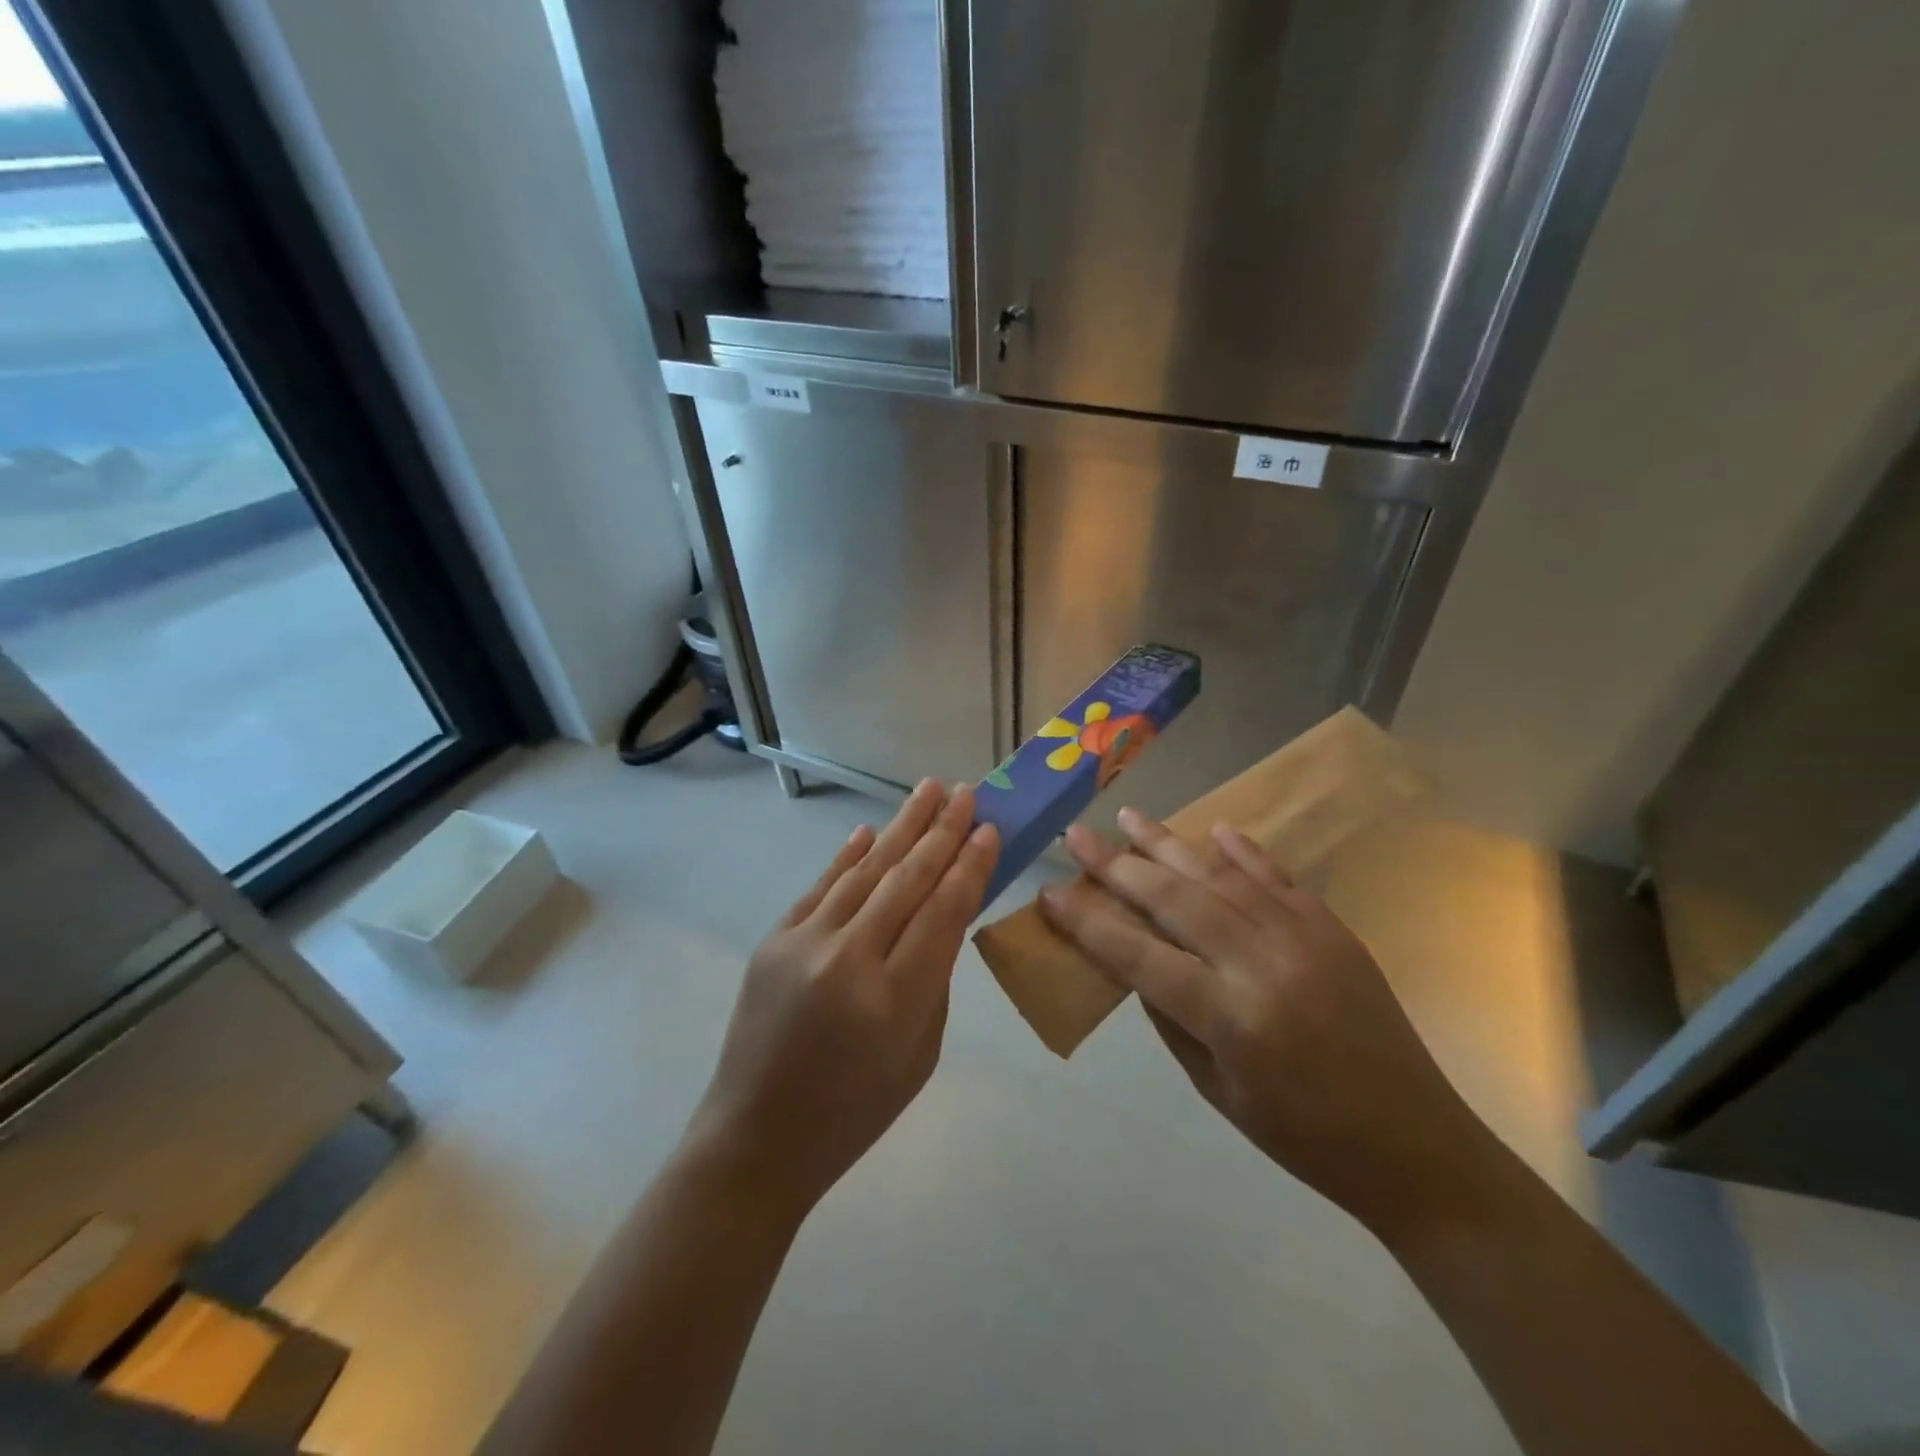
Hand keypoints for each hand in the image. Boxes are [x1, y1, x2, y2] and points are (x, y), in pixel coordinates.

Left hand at [688, 780, 999, 1218]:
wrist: (759, 1135)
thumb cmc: (856, 1108)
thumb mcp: (919, 1053)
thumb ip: (935, 977)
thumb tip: (943, 912)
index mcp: (894, 999)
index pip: (942, 912)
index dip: (969, 866)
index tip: (989, 828)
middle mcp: (848, 959)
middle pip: (906, 879)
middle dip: (941, 832)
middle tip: (965, 792)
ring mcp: (804, 944)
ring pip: (864, 871)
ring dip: (900, 828)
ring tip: (928, 790)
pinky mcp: (773, 940)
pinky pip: (820, 886)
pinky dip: (847, 856)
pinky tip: (870, 830)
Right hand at [1038, 809, 1492, 1230]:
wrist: (1415, 1145)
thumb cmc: (1303, 1136)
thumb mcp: (1216, 1089)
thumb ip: (1170, 1017)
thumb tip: (1136, 960)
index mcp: (1230, 1016)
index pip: (1139, 955)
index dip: (1088, 923)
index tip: (1050, 892)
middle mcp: (1262, 963)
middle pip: (1174, 899)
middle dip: (1116, 865)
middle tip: (1076, 835)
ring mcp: (1303, 937)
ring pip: (1220, 876)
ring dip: (1169, 844)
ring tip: (1129, 816)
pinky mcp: (1332, 928)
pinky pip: (1278, 877)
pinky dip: (1242, 851)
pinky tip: (1213, 829)